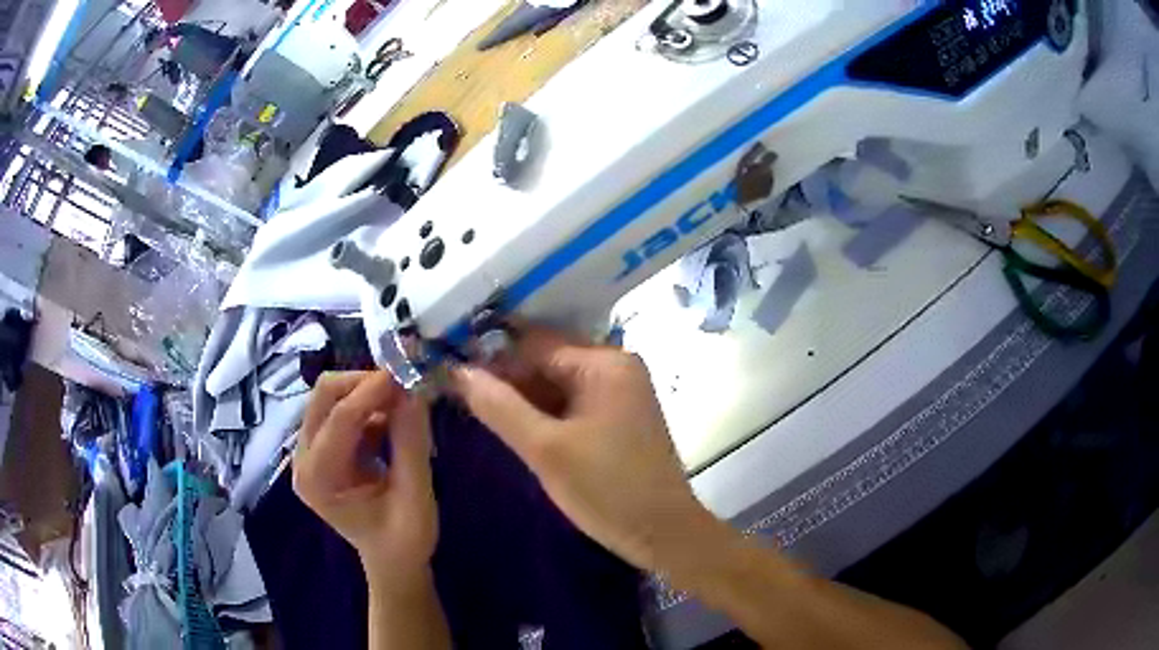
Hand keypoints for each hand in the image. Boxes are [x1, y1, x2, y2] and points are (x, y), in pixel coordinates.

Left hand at [293, 372, 436, 584]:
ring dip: (369, 393)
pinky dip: (370, 406)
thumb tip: (414, 389)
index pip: (339, 420)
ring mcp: (309, 452)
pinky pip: (342, 409)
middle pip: (324, 396)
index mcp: (318, 480)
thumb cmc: (404, 541)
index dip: (372, 390)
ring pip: (332, 397)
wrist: (393, 561)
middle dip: (365, 383)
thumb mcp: (415, 497)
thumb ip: (411, 443)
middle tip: (406, 384)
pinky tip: (395, 420)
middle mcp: (303, 459)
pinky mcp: (322, 448)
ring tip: (406, 404)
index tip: (408, 367)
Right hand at [450, 328, 724, 572]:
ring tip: (479, 413)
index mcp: (605, 363)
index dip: (493, 360)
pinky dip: (544, 414)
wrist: (664, 533)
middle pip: (547, 362)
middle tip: (460, 399)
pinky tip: (515, 428)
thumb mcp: (546, 450)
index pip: (535, 345)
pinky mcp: (618, 417)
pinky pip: (572, 404)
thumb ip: (499, 407)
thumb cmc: (607, 490)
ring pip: (557, 385)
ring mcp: (619, 392)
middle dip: (506, 380)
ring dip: (522, 399)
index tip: (453, 377)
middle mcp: (615, 367)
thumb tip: (457, 370)